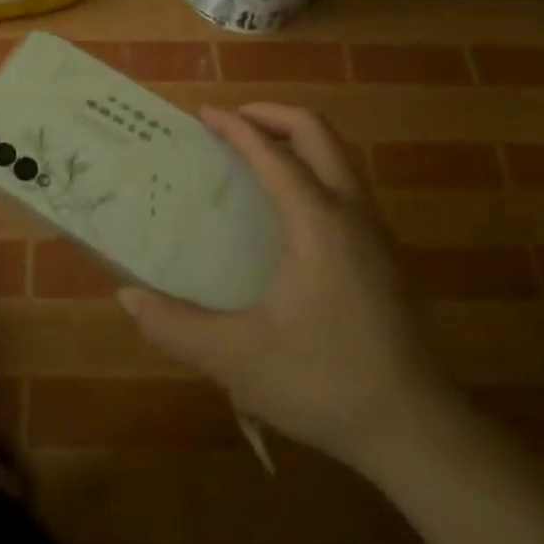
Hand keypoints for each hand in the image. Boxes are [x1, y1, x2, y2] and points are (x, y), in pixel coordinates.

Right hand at [118, 103, 448, 473]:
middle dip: (272, 115)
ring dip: (297, 141)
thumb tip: (127, 298)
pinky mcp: (388, 255)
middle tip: (233, 122)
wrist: (416, 430)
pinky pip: (348, 185)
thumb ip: (175, 326)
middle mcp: (352, 212)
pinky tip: (291, 211)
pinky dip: (315, 169)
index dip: (235, 127)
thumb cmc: (324, 382)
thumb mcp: (237, 358)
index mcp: (316, 222)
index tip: (203, 113)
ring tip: (257, 157)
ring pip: (339, 156)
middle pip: (317, 132)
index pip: (273, 153)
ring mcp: (378, 232)